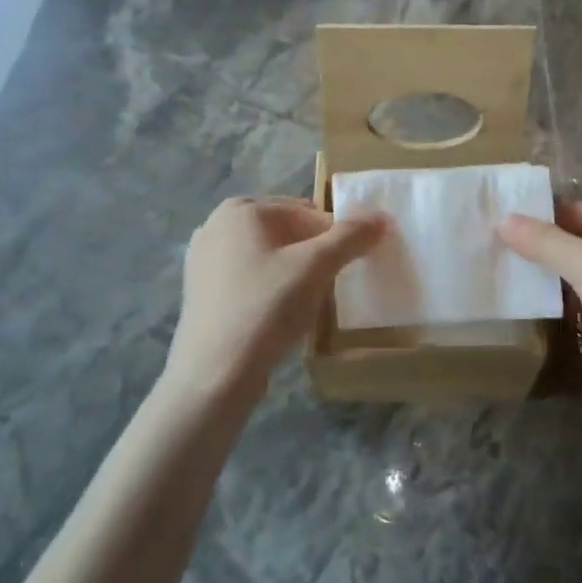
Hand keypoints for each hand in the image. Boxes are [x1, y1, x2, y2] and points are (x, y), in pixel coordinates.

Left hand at [167, 196, 386, 398]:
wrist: (215, 373)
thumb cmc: (266, 307)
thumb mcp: (316, 267)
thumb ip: (351, 236)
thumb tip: (380, 216)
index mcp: (242, 209)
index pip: (307, 212)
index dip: (335, 237)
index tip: (348, 266)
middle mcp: (216, 224)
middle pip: (286, 231)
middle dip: (313, 253)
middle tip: (329, 284)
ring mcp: (204, 259)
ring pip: (268, 255)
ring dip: (293, 271)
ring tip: (305, 302)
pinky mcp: (201, 291)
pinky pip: (249, 277)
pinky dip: (270, 288)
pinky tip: (279, 315)